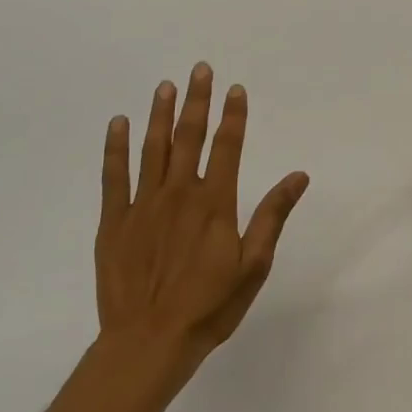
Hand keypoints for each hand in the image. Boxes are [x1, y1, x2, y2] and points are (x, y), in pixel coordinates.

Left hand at [95, 63, 309, 372]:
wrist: (148, 342)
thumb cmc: (210, 306)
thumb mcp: (254, 264)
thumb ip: (272, 215)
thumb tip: (298, 176)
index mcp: (214, 203)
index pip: (227, 147)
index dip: (233, 116)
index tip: (235, 89)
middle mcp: (178, 194)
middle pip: (189, 138)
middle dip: (197, 101)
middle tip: (200, 69)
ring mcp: (142, 206)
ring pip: (152, 149)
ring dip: (160, 115)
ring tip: (166, 86)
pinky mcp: (114, 222)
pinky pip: (113, 176)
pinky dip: (115, 148)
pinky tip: (118, 125)